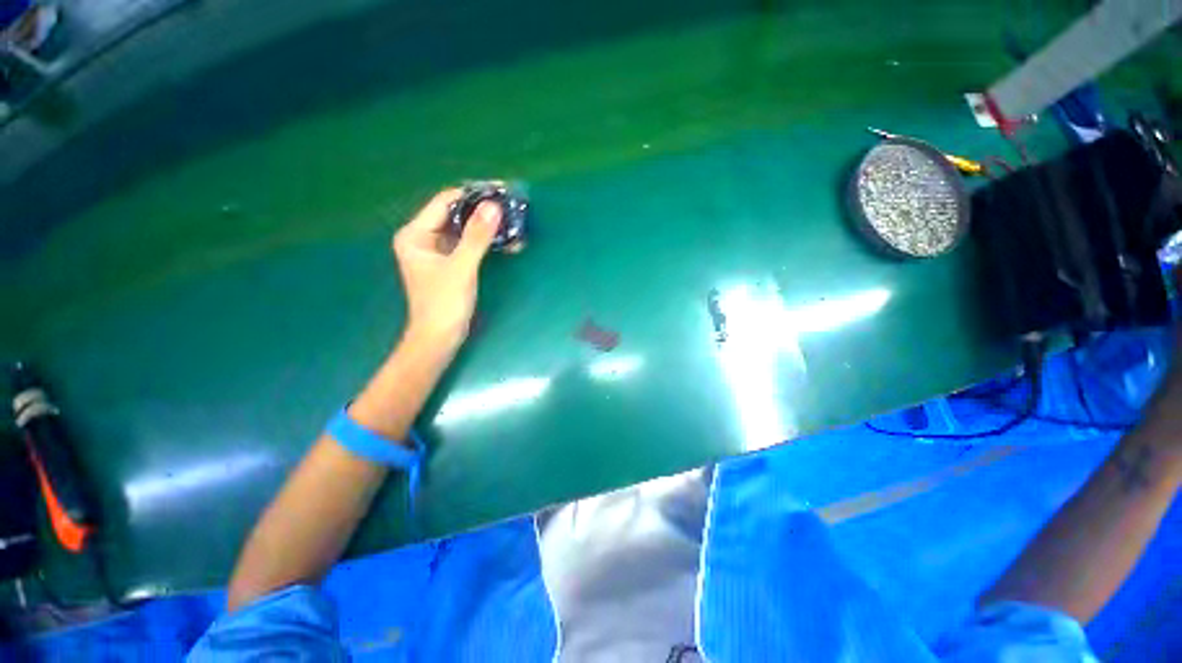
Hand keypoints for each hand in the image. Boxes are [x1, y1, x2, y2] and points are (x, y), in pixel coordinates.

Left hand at [393, 189, 500, 350]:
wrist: (440, 339)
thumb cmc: (444, 304)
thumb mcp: (461, 268)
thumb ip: (477, 237)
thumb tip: (494, 206)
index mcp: (416, 235)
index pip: (445, 202)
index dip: (472, 194)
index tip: (499, 190)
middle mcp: (424, 239)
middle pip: (455, 215)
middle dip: (483, 211)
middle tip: (510, 206)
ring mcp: (438, 252)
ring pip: (465, 230)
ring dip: (488, 227)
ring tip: (513, 222)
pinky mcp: (451, 264)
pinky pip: (470, 245)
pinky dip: (487, 242)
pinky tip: (506, 241)